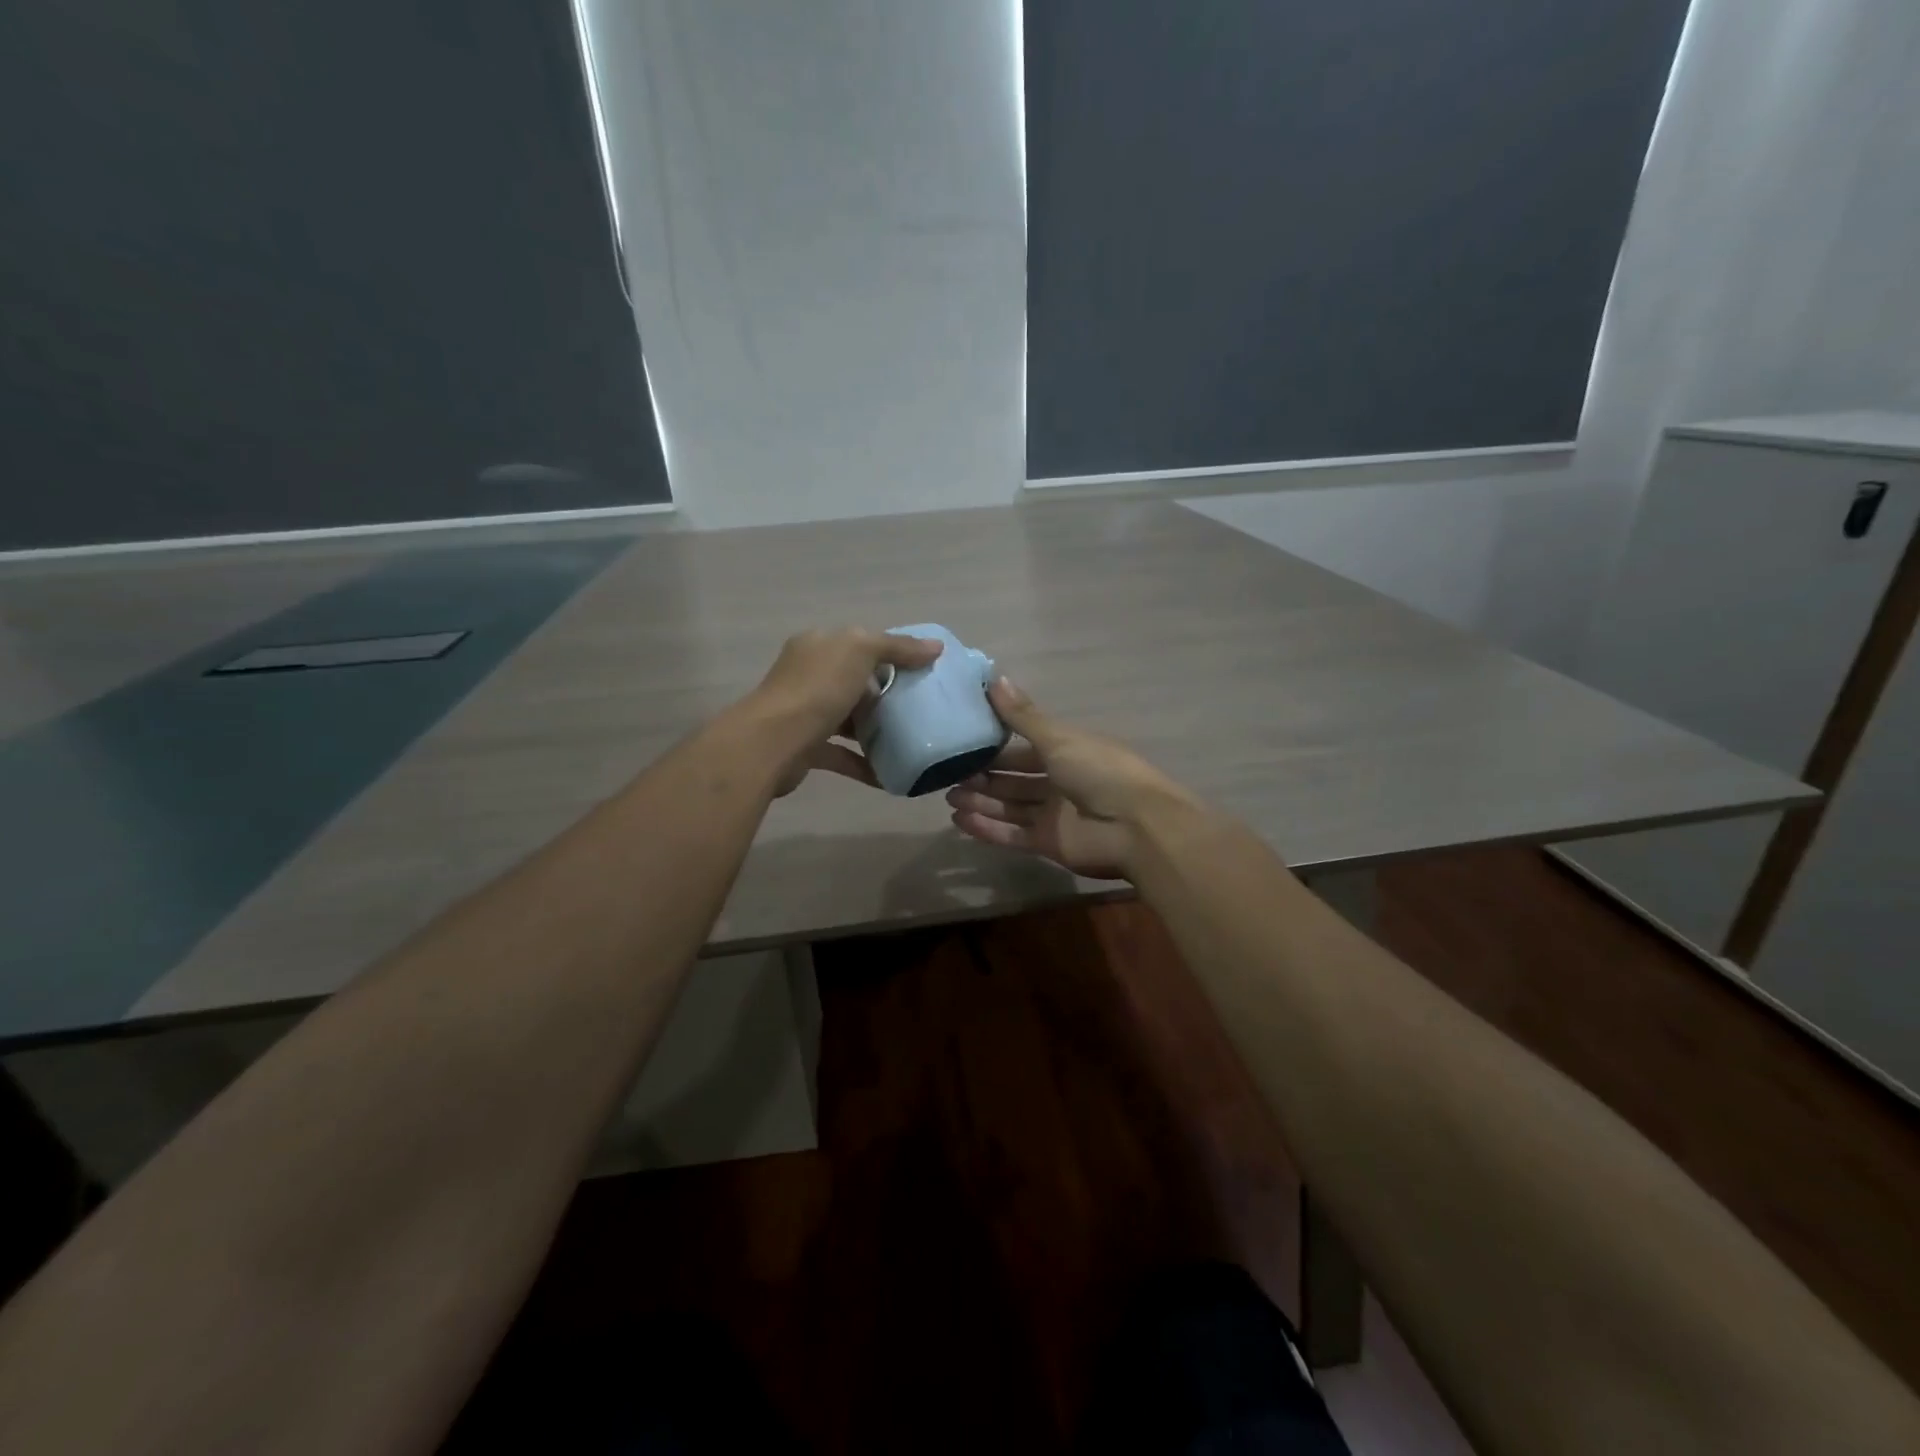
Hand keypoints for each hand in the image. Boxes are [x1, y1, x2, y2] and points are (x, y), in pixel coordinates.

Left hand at [747, 627, 942, 793]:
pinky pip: (842, 755)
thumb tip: (935, 647)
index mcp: (819, 646)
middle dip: (886, 696)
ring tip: (910, 741)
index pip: (860, 644)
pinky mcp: (806, 748)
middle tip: (920, 709)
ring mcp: (805, 713)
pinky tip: (890, 776)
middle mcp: (808, 675)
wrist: (772, 743)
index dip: (892, 654)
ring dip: (876, 731)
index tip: (922, 672)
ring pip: (848, 719)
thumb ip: (898, 647)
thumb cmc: (817, 689)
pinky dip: (865, 764)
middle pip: (855, 682)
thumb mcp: (861, 651)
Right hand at [945, 678, 1197, 879]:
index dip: (997, 747)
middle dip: (984, 777)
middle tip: (948, 775)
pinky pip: (1012, 835)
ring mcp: (1055, 816)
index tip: (965, 743)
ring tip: (949, 797)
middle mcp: (1061, 783)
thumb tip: (994, 677)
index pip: (1026, 749)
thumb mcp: (1059, 738)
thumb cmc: (1100, 771)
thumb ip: (1023, 715)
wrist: (1136, 828)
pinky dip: (987, 829)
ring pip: (1010, 807)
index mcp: (1069, 752)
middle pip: (1015, 780)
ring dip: (981, 802)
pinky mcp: (1049, 844)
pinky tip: (960, 821)